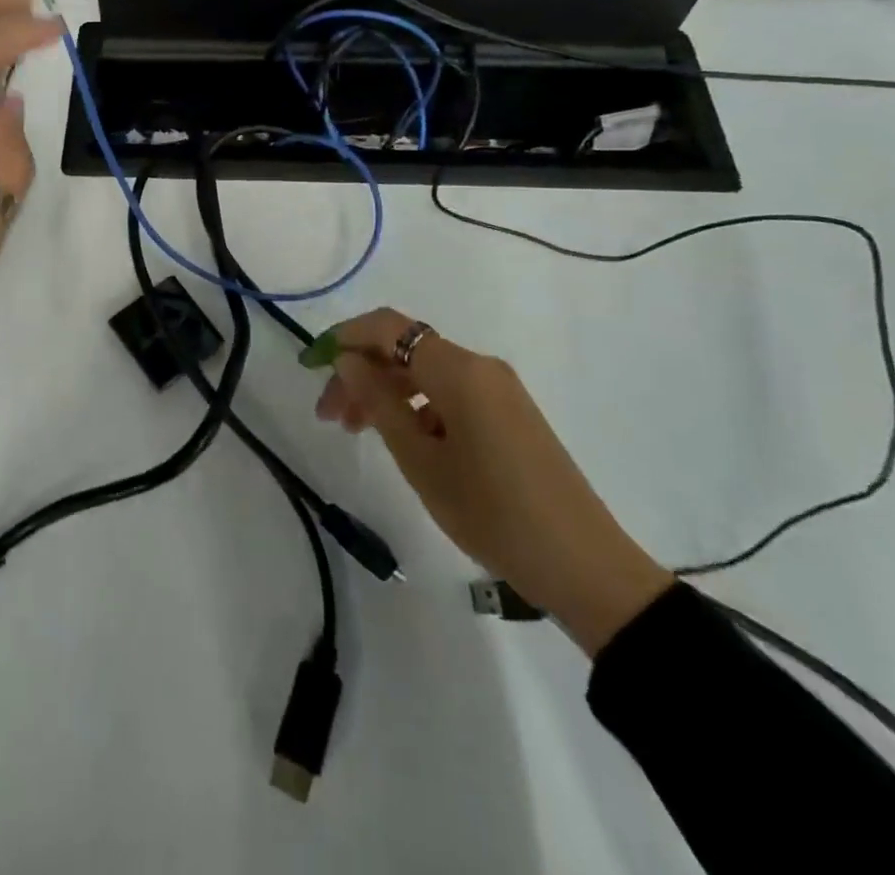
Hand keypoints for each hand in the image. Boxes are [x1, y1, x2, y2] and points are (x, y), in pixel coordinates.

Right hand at [315, 309, 672, 654]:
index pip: (387, 328)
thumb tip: (348, 359)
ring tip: (358, 432)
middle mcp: (479, 366)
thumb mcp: (421, 461)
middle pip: (404, 349)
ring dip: (385, 391)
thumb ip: (379, 402)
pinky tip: (404, 441)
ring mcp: (498, 389)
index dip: (344, 337)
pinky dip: (416, 405)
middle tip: (330, 416)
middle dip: (360, 372)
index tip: (311, 366)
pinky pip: (449, 392)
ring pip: (425, 372)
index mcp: (458, 370)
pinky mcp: (509, 413)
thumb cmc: (492, 512)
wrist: (583, 566)